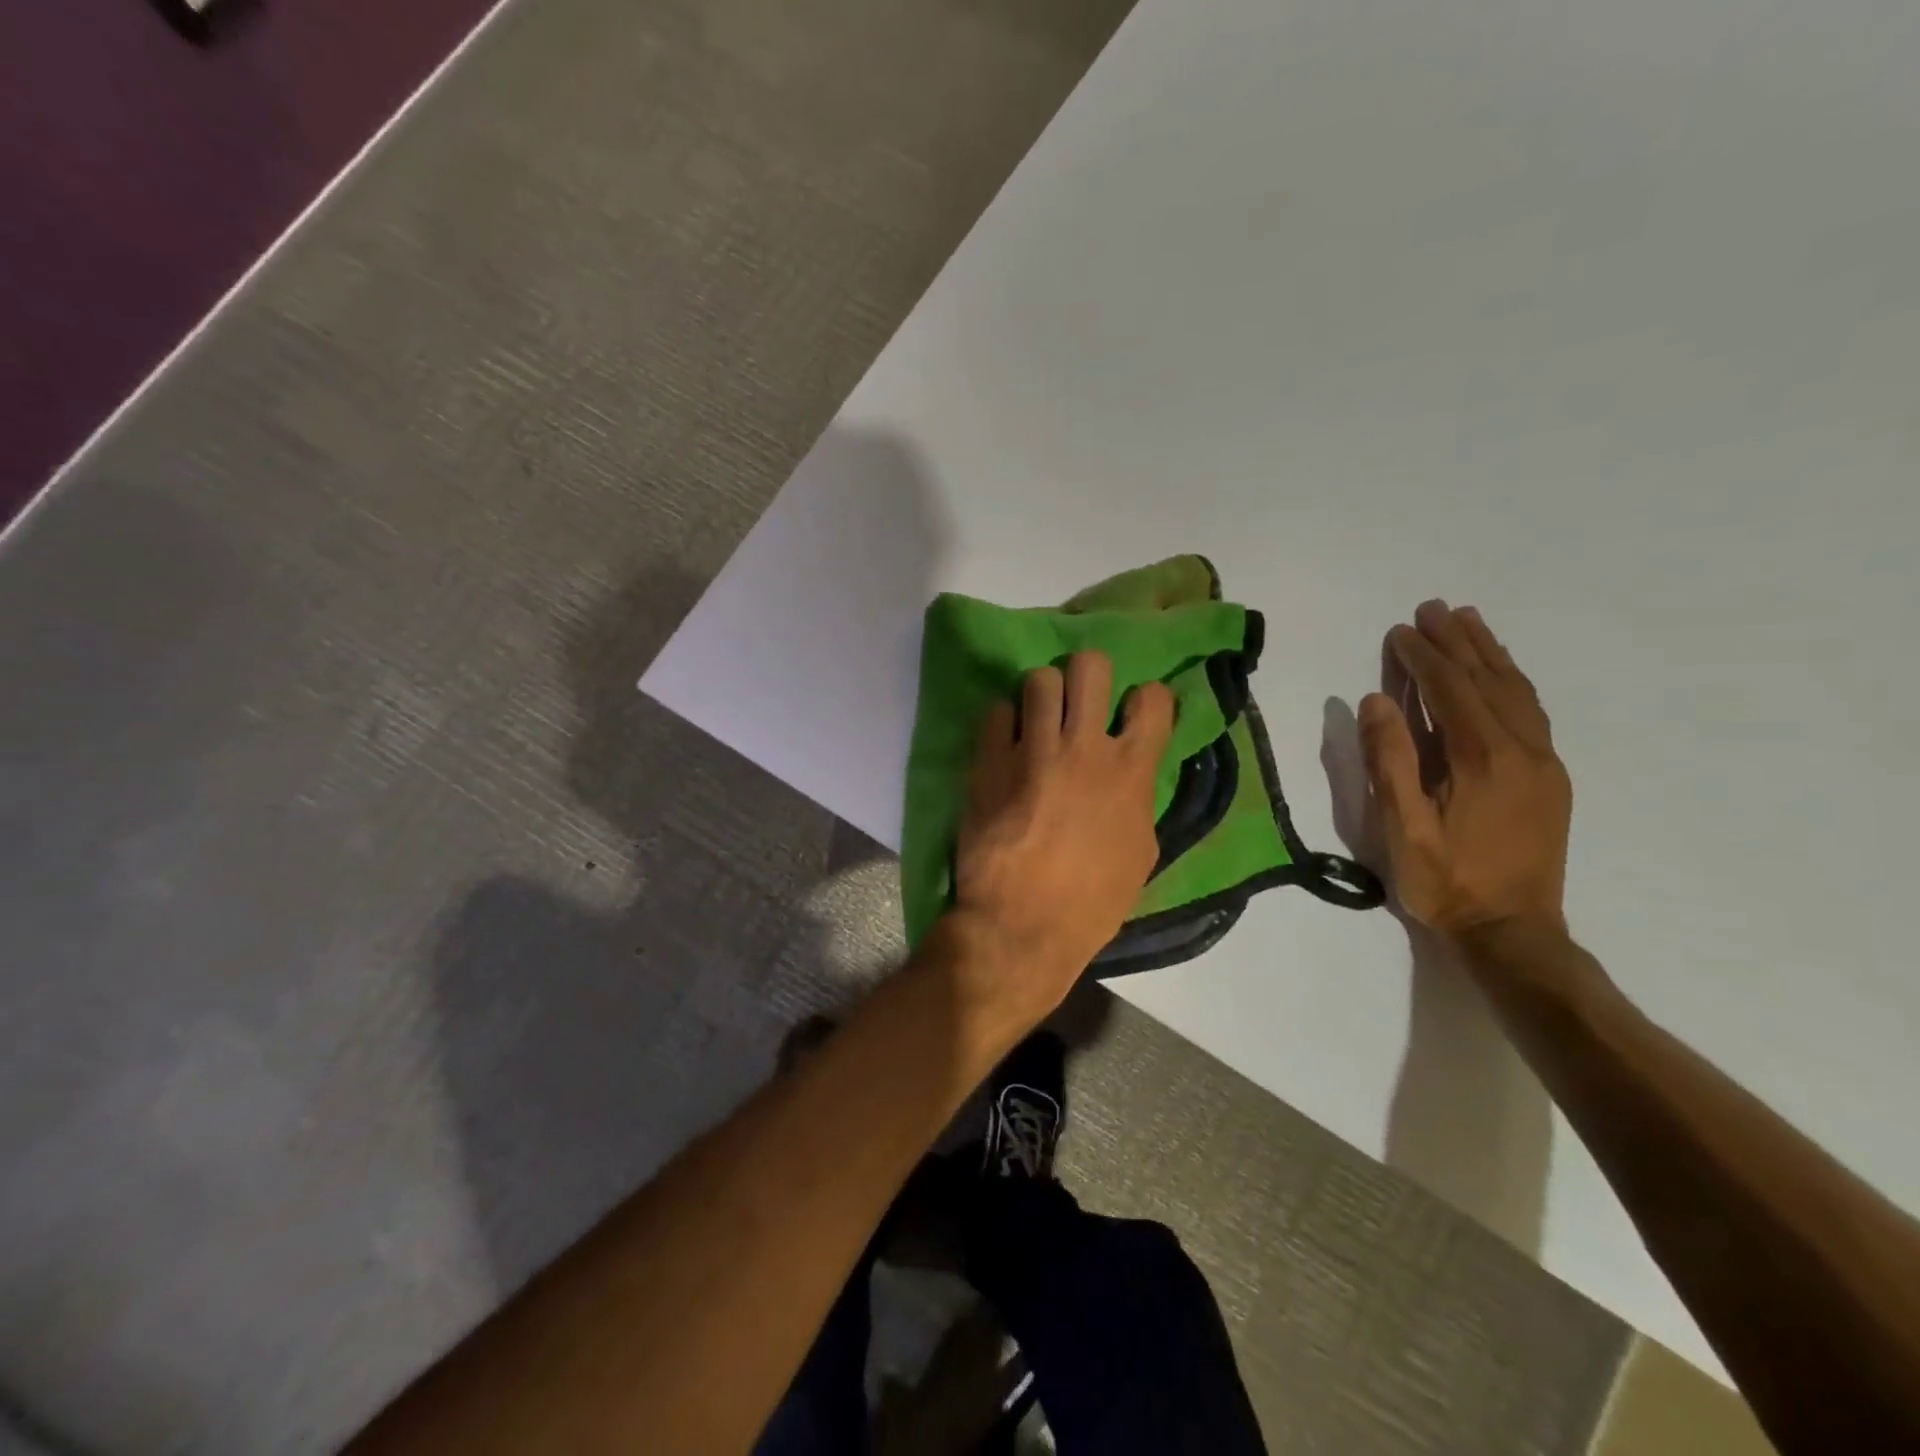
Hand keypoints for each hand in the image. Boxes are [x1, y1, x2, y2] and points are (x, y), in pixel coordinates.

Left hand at [949, 652, 1175, 1013]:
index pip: (1153, 698)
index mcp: (1131, 771)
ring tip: (1035, 720)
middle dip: (1086, 676)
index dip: (1144, 699)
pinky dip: (1002, 724)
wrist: (1021, 926)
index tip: (1132, 712)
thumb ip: (1137, 800)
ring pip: (1038, 679)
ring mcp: (1032, 750)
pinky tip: (1003, 746)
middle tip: (1077, 701)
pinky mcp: (989, 761)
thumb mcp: (1140, 853)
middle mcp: (1085, 748)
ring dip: (1040, 695)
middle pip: (1090, 666)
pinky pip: (996, 712)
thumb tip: (1128, 775)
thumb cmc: (1090, 902)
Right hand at [1358, 601, 1571, 939]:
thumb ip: (1389, 760)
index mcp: (1483, 760)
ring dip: (1489, 654)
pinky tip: (1500, 673)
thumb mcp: (1402, 827)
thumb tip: (1377, 700)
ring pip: (1517, 692)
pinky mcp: (1550, 778)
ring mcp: (1543, 763)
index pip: (1451, 691)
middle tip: (1434, 608)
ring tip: (1469, 622)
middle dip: (1458, 642)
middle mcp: (1522, 750)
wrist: (1513, 932)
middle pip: (1488, 681)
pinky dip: (1512, 682)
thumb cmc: (1446, 882)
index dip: (1423, 658)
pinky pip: (1531, 713)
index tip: (1399, 630)